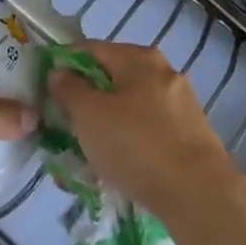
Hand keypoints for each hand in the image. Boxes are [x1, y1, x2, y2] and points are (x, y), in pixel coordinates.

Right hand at [48, 42, 236, 218]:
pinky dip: (130, 142)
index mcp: (140, 58)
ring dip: (107, 124)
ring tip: (88, 154)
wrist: (199, 194)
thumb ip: (69, 89)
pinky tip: (119, 167)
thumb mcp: (89, 115)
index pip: (90, 49)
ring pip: (130, 107)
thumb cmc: (137, 146)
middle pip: (112, 78)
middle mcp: (164, 72)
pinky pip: (148, 131)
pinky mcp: (190, 135)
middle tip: (65, 126)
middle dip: (86, 100)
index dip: (64, 65)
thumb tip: (60, 72)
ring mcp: (180, 104)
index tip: (45, 91)